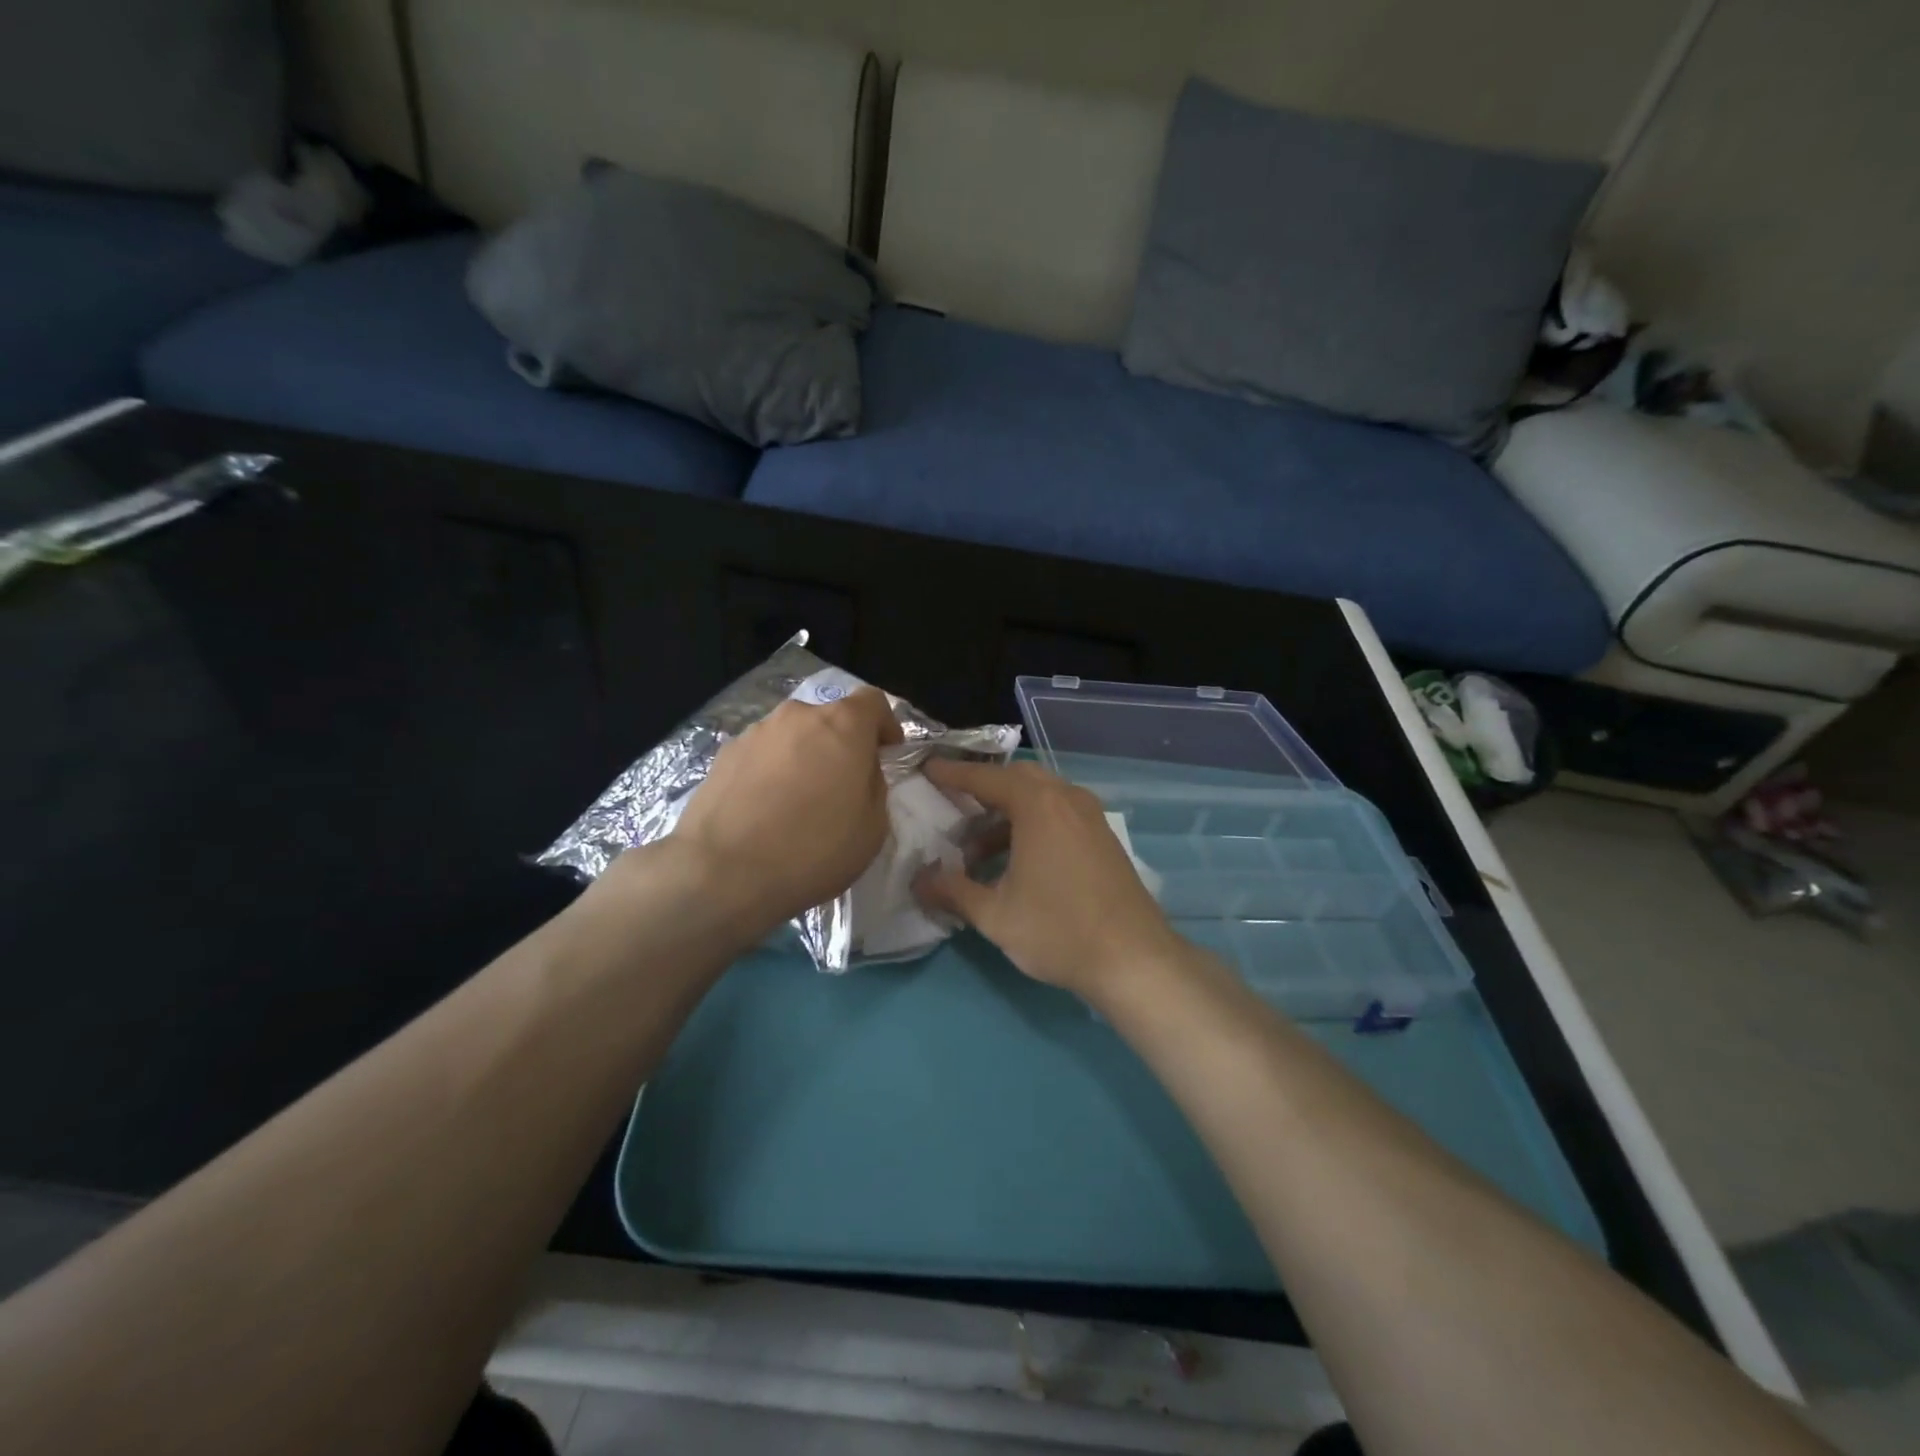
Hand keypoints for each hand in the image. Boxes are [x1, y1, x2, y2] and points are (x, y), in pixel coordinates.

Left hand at [665, 688, 902, 937]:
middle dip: (841, 745)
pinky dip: (771, 773)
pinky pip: (762, 755)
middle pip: (829, 719)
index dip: (884, 725)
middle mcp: (797, 716)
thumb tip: (860, 772)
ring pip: (792, 736)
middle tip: (842, 786)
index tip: (886, 754)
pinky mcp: (723, 754)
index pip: (872, 701)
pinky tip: (765, 811)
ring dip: (803, 758)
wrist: (723, 872)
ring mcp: (755, 732)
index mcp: (842, 725)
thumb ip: (874, 785)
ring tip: (798, 802)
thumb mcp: (873, 827)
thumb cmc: (813, 850)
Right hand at [913, 760, 1180, 998]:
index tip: (927, 769)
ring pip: (1039, 798)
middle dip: (981, 792)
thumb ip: (952, 891)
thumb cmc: (1059, 930)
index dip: (952, 774)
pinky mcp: (1102, 836)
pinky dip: (1030, 825)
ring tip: (976, 854)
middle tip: (951, 810)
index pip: (985, 778)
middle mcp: (1066, 798)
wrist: (1135, 959)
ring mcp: (1090, 816)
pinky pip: (1058, 814)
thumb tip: (918, 882)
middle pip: (1015, 780)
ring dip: (1005, 815)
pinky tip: (1014, 864)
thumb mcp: (995, 915)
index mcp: (1038, 805)